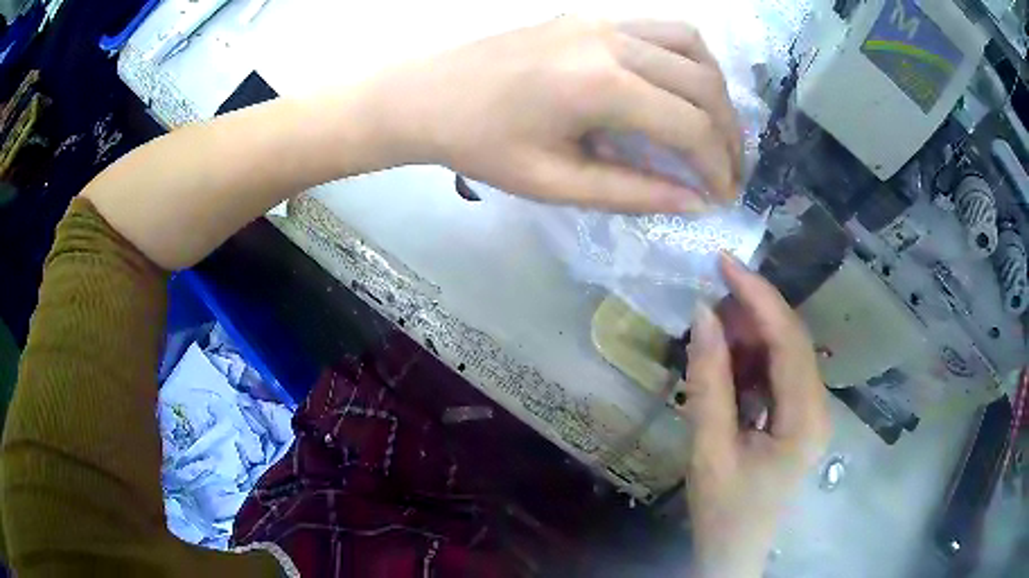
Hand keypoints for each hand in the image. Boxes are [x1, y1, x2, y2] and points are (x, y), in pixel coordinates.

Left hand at [381, 17, 741, 211]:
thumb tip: (694, 203)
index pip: (689, 126)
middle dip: (728, 133)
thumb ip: (633, 192)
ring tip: (713, 130)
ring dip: (714, 90)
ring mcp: (601, 20)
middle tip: (729, 171)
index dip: (717, 166)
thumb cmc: (480, 145)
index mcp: (599, 85)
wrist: (426, 95)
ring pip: (691, 46)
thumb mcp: (555, 183)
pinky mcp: (591, 16)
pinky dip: (688, 59)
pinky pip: (661, 29)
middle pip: (702, 83)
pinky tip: (682, 88)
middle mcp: (611, 40)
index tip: (724, 195)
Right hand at [681, 255, 830, 577]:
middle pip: (790, 340)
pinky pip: (776, 373)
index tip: (724, 261)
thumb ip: (708, 382)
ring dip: (748, 337)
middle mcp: (818, 406)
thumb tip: (703, 316)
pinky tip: (723, 362)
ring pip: (783, 353)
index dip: (757, 295)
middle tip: (707, 299)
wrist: (735, 552)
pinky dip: (749, 361)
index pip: (788, 339)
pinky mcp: (797, 416)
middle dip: (751, 312)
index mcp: (805, 417)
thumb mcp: (709, 450)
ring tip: (709, 331)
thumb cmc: (724, 511)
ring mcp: (810, 411)